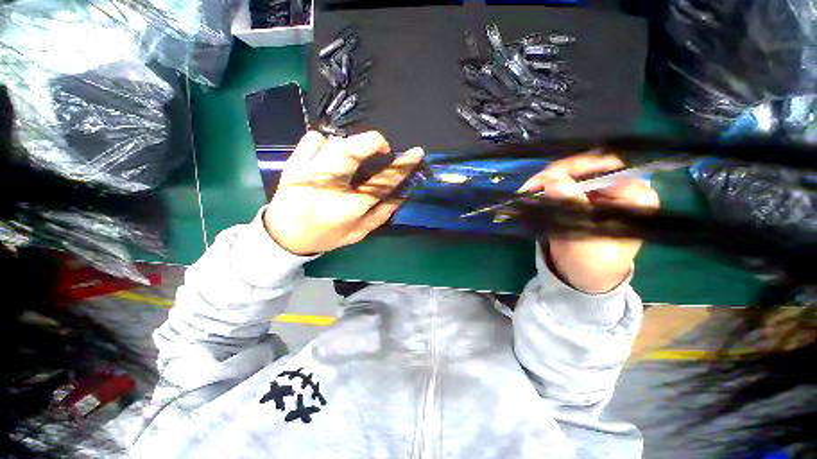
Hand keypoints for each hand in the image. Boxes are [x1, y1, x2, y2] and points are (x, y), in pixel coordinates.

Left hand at [264, 131, 423, 254]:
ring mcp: (305, 171)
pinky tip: (327, 158)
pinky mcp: (292, 162)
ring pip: (333, 141)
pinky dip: (325, 143)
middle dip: (372, 142)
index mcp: (346, 209)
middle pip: (350, 152)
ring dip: (350, 146)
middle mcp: (325, 186)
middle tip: (383, 149)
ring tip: (352, 161)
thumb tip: (401, 194)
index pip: (380, 183)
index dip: (400, 167)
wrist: (282, 236)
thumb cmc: (324, 236)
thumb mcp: (358, 234)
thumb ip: (381, 214)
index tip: (415, 154)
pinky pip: (313, 139)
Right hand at [520, 152, 659, 293]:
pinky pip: (559, 182)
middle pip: (588, 166)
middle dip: (557, 172)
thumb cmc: (593, 262)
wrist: (583, 276)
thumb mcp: (584, 236)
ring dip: (546, 178)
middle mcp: (617, 188)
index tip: (552, 176)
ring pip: (570, 172)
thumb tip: (553, 179)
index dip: (580, 167)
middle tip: (532, 184)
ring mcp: (596, 191)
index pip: (610, 167)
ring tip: (526, 189)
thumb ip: (572, 207)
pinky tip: (530, 191)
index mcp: (634, 197)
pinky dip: (543, 185)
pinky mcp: (577, 196)